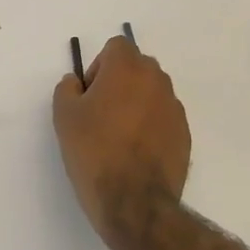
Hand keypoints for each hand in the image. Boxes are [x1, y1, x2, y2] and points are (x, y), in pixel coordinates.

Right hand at [53, 36, 190, 247]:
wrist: (134, 203)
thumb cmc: (94, 151)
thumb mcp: (64, 116)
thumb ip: (67, 88)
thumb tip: (76, 82)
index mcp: (128, 69)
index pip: (117, 46)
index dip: (99, 65)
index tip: (89, 94)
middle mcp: (157, 81)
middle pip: (137, 67)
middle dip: (119, 81)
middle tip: (100, 113)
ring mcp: (174, 108)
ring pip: (152, 92)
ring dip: (136, 103)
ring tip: (119, 136)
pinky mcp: (185, 134)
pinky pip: (163, 118)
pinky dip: (151, 126)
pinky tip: (136, 153)